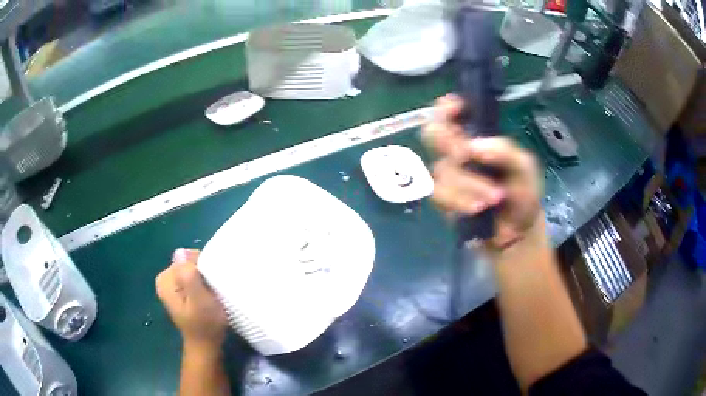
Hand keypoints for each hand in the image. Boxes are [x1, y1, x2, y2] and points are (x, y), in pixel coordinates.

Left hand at [156, 248, 227, 349]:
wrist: (205, 345)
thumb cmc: (205, 324)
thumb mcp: (199, 300)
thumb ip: (188, 276)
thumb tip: (181, 252)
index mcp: (165, 279)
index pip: (187, 257)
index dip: (203, 266)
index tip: (212, 283)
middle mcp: (165, 279)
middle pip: (188, 261)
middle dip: (203, 272)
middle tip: (212, 290)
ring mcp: (172, 285)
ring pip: (192, 269)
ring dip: (204, 278)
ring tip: (211, 294)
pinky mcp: (179, 291)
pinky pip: (192, 277)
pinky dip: (202, 283)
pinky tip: (207, 295)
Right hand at [423, 94, 543, 249]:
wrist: (517, 231)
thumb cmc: (523, 193)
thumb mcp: (525, 168)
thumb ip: (505, 152)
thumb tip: (474, 146)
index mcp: (477, 137)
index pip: (451, 113)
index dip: (446, 107)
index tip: (455, 109)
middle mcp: (458, 152)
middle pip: (433, 134)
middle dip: (447, 142)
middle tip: (464, 155)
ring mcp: (449, 176)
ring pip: (442, 169)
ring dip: (468, 184)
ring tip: (494, 198)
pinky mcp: (443, 200)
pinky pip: (439, 193)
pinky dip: (459, 200)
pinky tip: (477, 209)